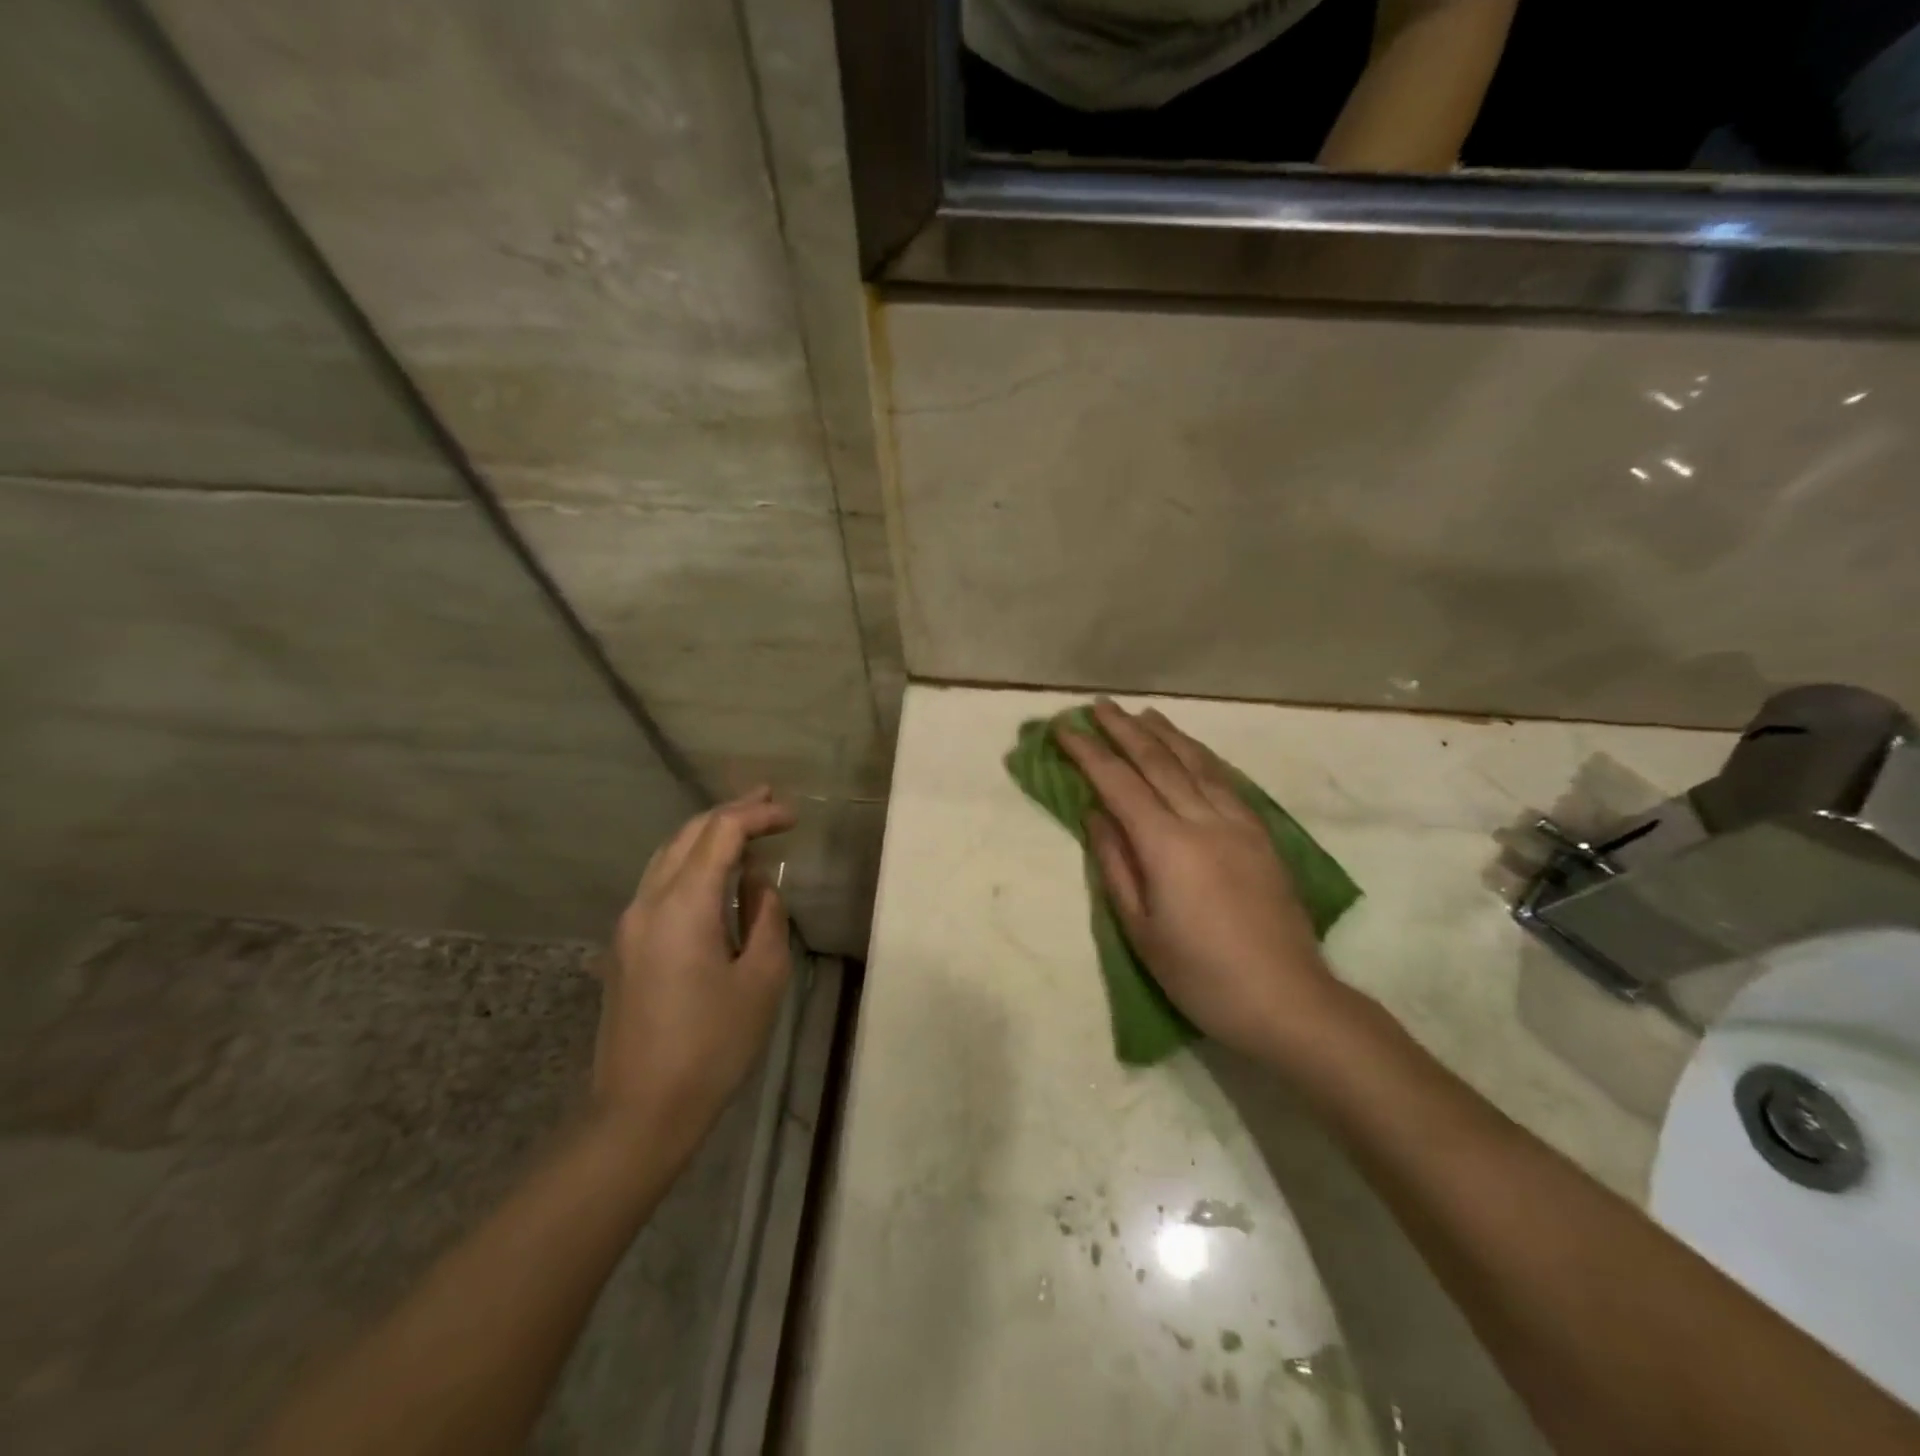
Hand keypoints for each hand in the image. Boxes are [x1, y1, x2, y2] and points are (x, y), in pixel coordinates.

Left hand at [592, 790, 795, 1144]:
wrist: (641, 1110)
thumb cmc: (713, 1046)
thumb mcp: (762, 978)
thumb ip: (765, 916)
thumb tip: (757, 882)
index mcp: (682, 906)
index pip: (720, 833)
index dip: (757, 815)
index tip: (792, 816)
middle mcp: (647, 902)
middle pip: (687, 834)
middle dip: (730, 813)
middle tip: (769, 802)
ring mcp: (628, 924)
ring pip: (667, 855)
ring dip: (707, 836)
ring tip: (745, 827)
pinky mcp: (623, 946)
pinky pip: (659, 883)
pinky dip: (690, 863)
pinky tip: (715, 875)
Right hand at [1057, 701, 1346, 1064]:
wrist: (1287, 999)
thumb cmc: (1201, 974)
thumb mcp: (1141, 929)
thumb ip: (1115, 864)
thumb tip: (1095, 814)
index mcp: (1167, 845)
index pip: (1118, 784)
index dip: (1088, 753)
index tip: (1064, 728)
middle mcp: (1204, 820)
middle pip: (1158, 762)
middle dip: (1123, 730)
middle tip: (1097, 706)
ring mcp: (1239, 823)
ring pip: (1196, 763)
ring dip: (1165, 734)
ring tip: (1141, 714)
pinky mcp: (1262, 834)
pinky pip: (1225, 780)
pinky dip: (1201, 756)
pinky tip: (1192, 749)